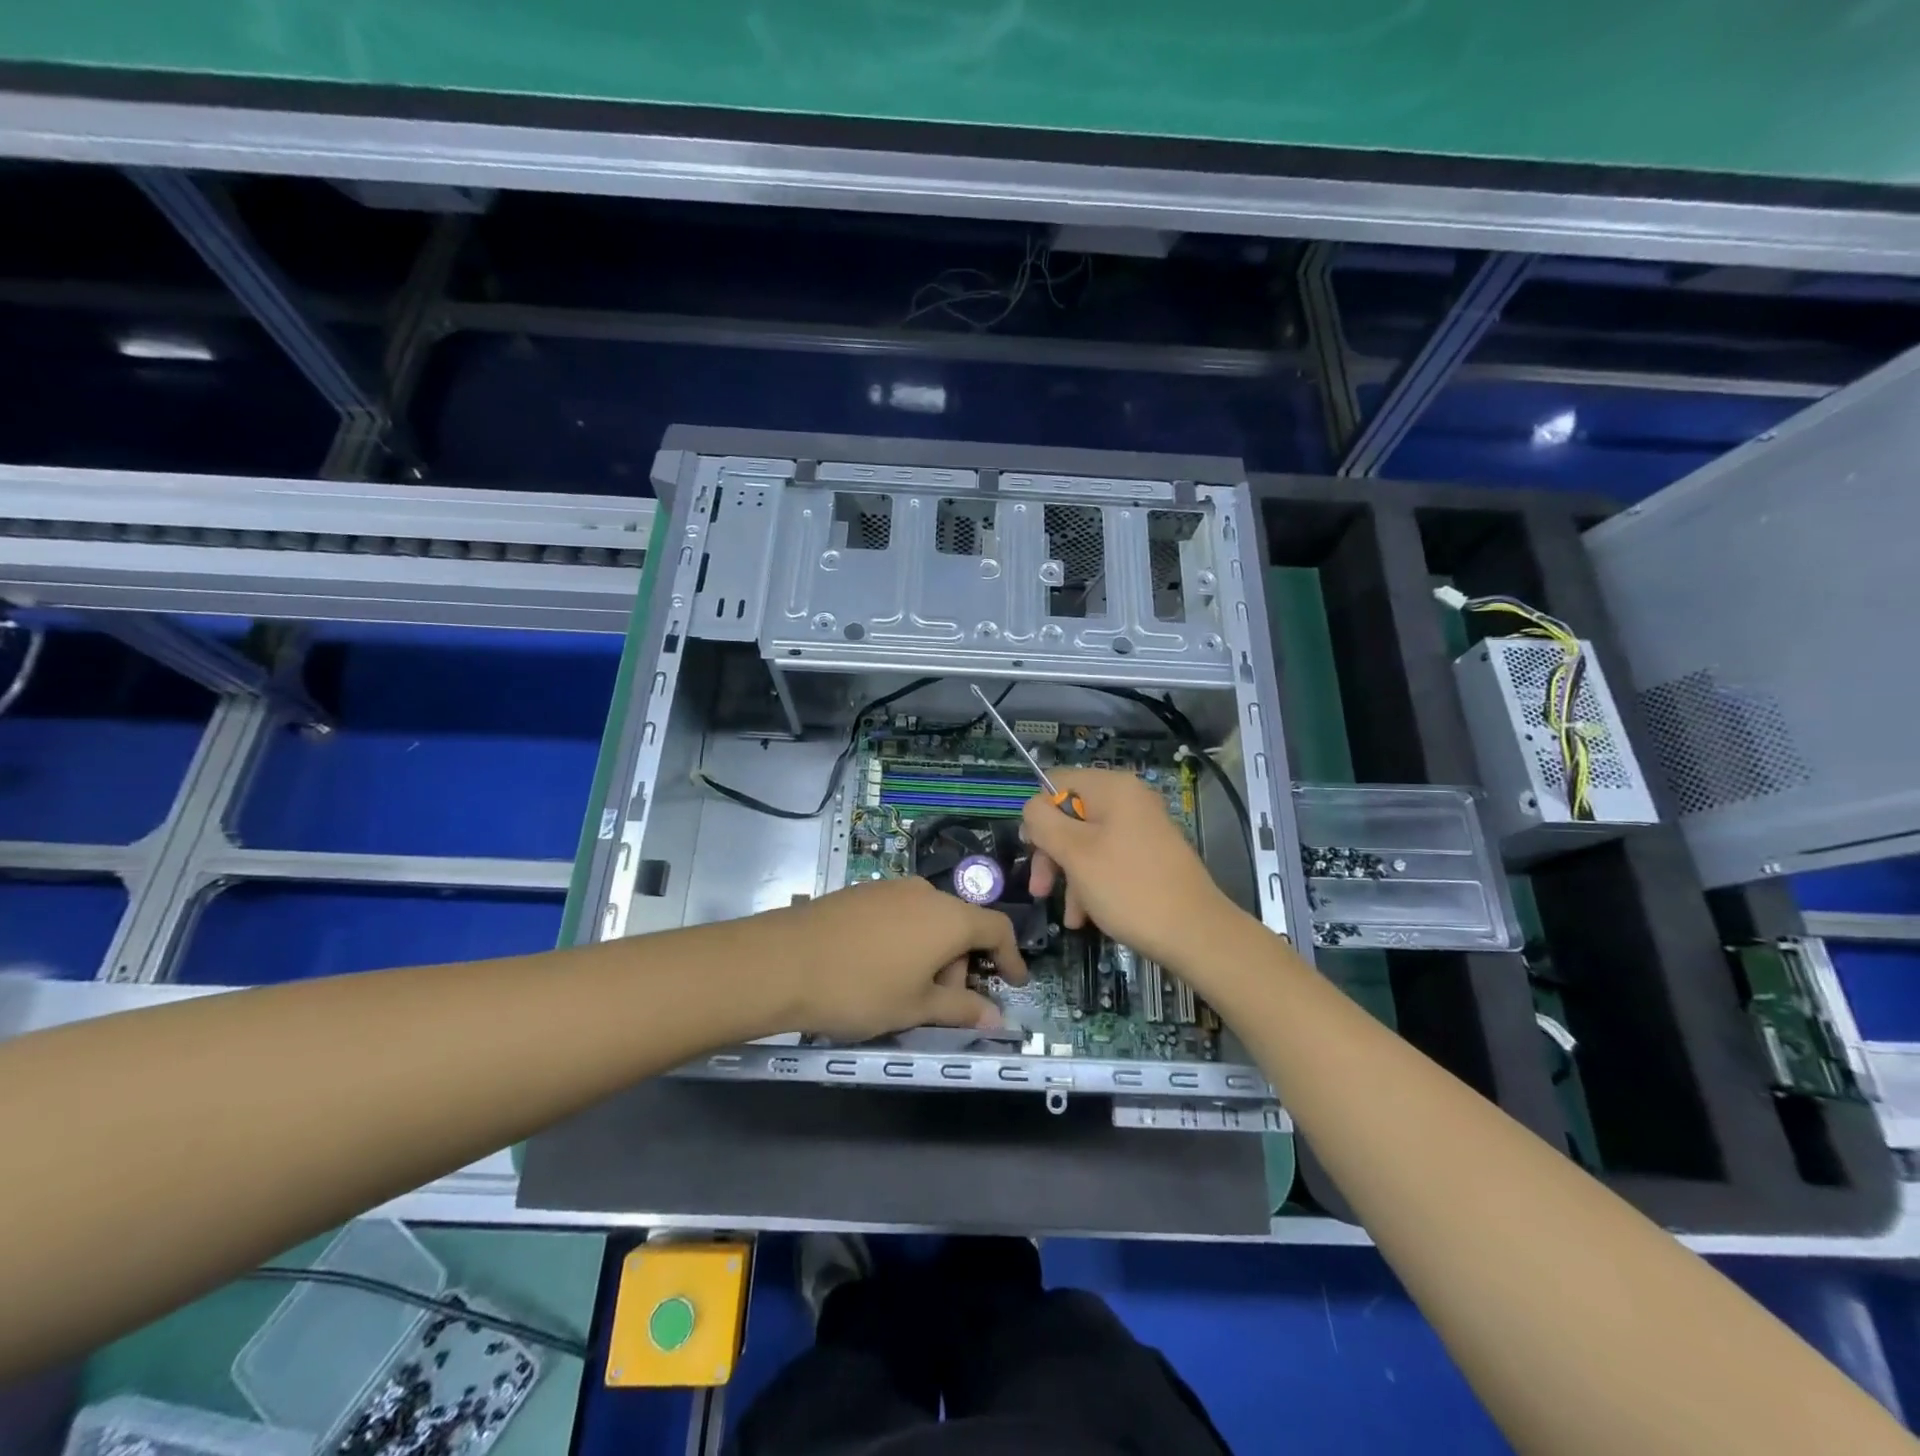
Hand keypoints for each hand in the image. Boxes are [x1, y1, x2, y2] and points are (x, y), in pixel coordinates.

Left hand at [768, 878, 1027, 1039]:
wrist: (784, 961)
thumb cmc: (862, 989)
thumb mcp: (916, 1007)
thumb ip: (961, 1009)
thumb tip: (997, 1017)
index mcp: (949, 917)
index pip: (997, 928)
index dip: (1011, 957)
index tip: (1015, 983)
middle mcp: (926, 893)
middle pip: (961, 925)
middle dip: (961, 965)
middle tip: (942, 1004)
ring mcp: (891, 888)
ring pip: (929, 920)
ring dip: (932, 953)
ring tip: (906, 991)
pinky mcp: (862, 892)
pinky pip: (901, 914)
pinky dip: (906, 940)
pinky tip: (879, 968)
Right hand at [1023, 769, 1241, 974]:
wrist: (1196, 934)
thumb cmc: (1128, 887)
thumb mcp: (1075, 853)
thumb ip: (1044, 822)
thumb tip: (1032, 807)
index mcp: (1112, 788)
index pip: (1056, 781)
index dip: (1037, 814)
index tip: (1031, 849)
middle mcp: (1129, 800)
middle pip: (1070, 815)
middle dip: (1051, 853)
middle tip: (1040, 889)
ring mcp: (1142, 829)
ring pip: (1087, 843)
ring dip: (1069, 877)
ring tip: (1071, 916)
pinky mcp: (1150, 856)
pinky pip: (1108, 860)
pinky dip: (1092, 884)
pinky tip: (1086, 918)